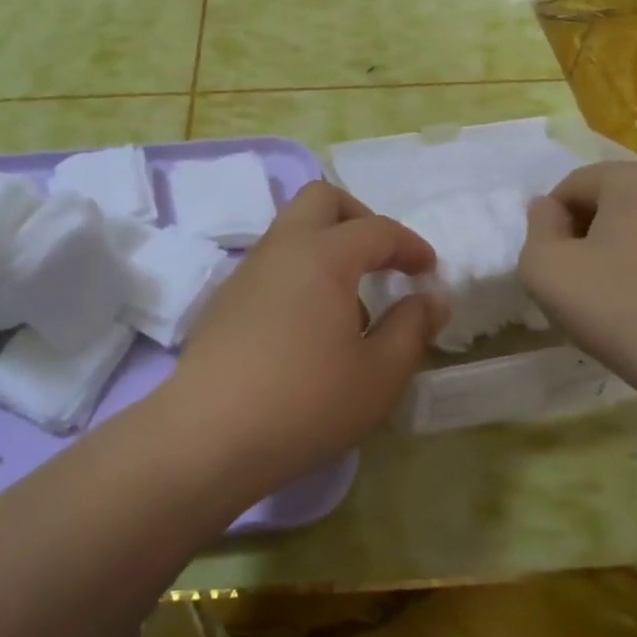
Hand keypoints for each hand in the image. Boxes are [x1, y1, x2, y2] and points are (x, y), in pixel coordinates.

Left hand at [166, 182, 445, 495]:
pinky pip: (271, 267)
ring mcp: (245, 273)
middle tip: (381, 260)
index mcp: (323, 256)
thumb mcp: (380, 375)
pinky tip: (307, 332)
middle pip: (320, 200)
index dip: (410, 245)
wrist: (207, 437)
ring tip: (348, 310)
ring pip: (291, 232)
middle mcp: (280, 249)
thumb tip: (430, 299)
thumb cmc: (306, 403)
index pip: (377, 229)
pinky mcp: (223, 302)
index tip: (428, 271)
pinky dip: (299, 276)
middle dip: (359, 219)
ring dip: (327, 250)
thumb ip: (412, 328)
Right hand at [519, 162, 636, 405]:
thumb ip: (537, 229)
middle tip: (581, 284)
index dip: (551, 224)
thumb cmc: (621, 312)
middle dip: (590, 236)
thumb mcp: (546, 271)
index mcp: (634, 179)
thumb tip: (548, 210)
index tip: (553, 266)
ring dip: (628, 254)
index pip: (573, 186)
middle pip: (615, 203)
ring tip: (621, 302)